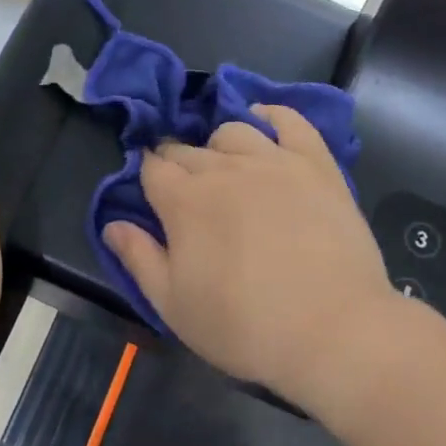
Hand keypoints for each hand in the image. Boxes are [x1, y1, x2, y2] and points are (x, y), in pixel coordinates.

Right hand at [103, 106, 394, 408]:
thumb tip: (111, 223)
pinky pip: (290, 121)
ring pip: (233, 131)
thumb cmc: (244, 326)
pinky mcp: (316, 164)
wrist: (334, 331)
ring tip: (225, 169)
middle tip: (187, 195)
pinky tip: (264, 121)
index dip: (147, 176)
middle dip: (177, 164)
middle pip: (188, 150)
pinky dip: (271, 115)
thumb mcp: (173, 305)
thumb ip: (138, 258)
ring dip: (219, 145)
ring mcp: (274, 161)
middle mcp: (224, 168)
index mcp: (183, 201)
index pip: (152, 168)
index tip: (152, 195)